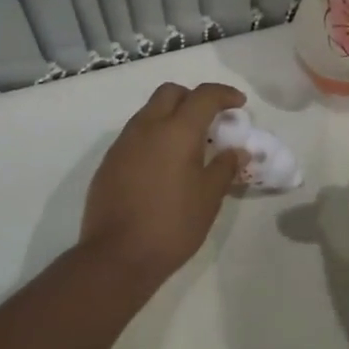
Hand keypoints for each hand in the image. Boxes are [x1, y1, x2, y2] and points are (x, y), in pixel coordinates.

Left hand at [79, 82, 247, 281]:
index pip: (203, 96)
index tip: (239, 103)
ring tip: (188, 144)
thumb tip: (236, 151)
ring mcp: (123, 143)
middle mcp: (147, 128)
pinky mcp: (109, 161)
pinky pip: (135, 135)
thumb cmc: (172, 225)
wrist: (117, 256)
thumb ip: (224, 168)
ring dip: (171, 116)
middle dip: (193, 97)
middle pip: (170, 93)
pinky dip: (154, 136)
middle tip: (210, 119)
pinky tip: (163, 165)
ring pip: (149, 112)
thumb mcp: (209, 198)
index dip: (224, 94)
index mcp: (176, 132)